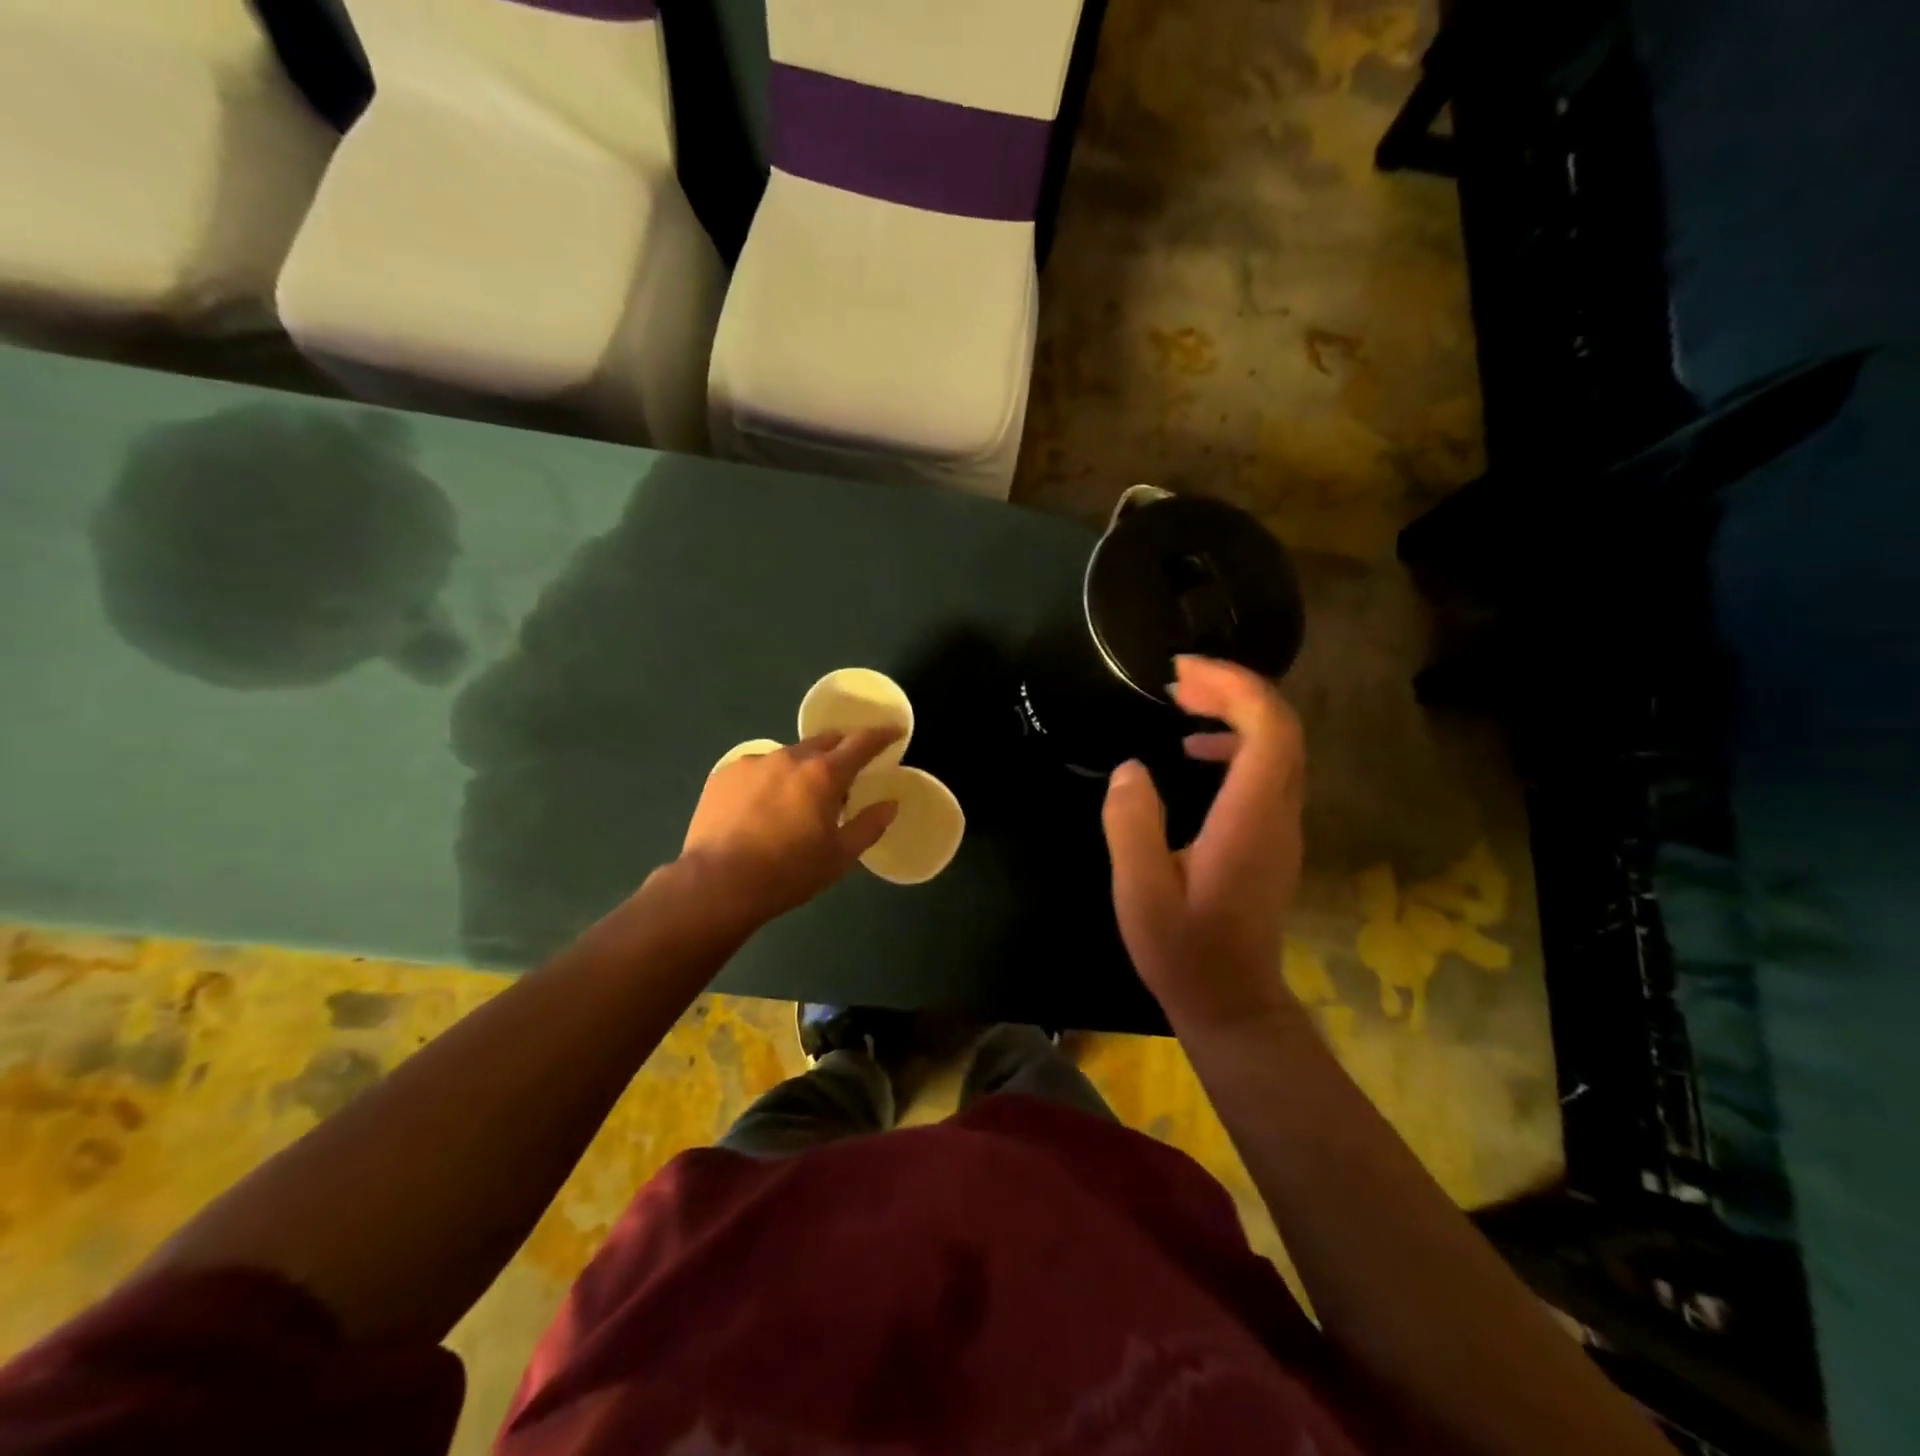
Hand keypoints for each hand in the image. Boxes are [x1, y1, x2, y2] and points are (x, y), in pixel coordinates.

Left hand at [678, 729, 900, 930]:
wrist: (716, 885)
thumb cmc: (788, 873)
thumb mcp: (840, 857)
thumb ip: (869, 826)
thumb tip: (890, 804)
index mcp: (824, 774)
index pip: (862, 742)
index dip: (882, 735)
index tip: (894, 731)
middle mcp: (790, 758)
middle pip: (825, 741)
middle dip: (841, 750)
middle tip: (847, 773)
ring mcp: (754, 762)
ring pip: (790, 755)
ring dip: (803, 768)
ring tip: (798, 799)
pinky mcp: (725, 774)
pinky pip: (759, 768)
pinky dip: (771, 779)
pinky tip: (762, 807)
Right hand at [1101, 656, 1305, 1030]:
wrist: (1231, 1001)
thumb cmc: (1183, 949)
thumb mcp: (1140, 888)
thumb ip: (1131, 823)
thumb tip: (1130, 769)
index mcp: (1249, 819)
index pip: (1269, 729)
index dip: (1234, 686)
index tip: (1183, 671)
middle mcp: (1278, 814)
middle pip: (1280, 728)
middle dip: (1233, 689)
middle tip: (1178, 679)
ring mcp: (1282, 827)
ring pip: (1278, 746)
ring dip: (1236, 713)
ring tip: (1183, 703)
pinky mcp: (1273, 838)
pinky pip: (1268, 769)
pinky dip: (1236, 744)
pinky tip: (1194, 753)